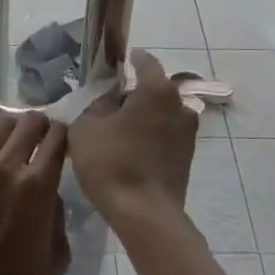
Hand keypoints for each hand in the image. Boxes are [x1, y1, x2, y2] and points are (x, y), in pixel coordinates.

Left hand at [0, 114, 69, 274]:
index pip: (57, 138)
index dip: (64, 133)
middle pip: (28, 122)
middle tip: (42, 135)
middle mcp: (7, 168)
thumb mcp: (58, 255)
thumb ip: (58, 216)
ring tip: (15, 140)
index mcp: (38, 186)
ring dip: (13, 128)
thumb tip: (49, 195)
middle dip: (41, 124)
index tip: (64, 139)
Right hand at [69, 50, 197, 234]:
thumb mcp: (86, 127)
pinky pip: (166, 135)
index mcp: (157, 90)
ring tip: (120, 131)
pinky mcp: (188, 157)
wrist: (144, 214)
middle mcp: (180, 105)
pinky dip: (151, 137)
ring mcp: (188, 133)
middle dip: (135, 93)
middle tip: (111, 104)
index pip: (146, 62)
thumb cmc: (112, 162)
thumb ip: (96, 105)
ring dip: (145, 117)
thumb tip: (110, 101)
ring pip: (162, 114)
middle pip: (155, 90)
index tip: (120, 62)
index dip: (131, 59)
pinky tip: (132, 150)